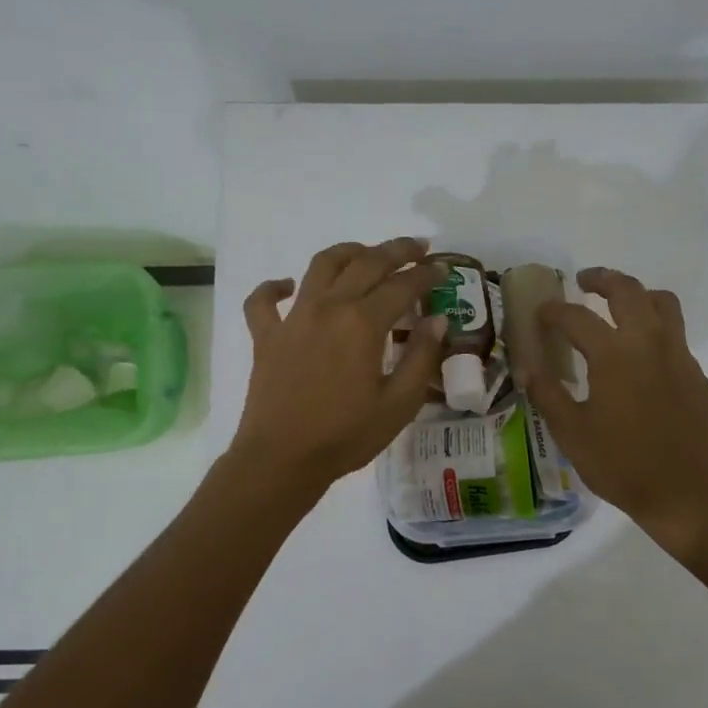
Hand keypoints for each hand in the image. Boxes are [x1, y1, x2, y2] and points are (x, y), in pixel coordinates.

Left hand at [229, 238, 446, 494]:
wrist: (282, 459)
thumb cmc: (346, 436)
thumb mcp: (399, 404)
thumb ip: (422, 357)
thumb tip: (437, 319)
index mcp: (363, 323)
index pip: (402, 285)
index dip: (427, 275)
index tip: (443, 269)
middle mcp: (328, 308)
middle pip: (366, 262)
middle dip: (396, 250)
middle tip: (417, 248)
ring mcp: (293, 318)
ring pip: (321, 266)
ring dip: (348, 252)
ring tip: (366, 253)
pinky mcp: (266, 336)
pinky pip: (263, 300)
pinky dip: (275, 287)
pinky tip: (288, 286)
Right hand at [524, 267, 707, 558]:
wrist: (686, 493)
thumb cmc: (621, 464)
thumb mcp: (571, 432)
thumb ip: (547, 394)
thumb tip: (526, 367)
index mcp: (614, 354)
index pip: (577, 316)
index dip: (554, 311)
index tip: (541, 312)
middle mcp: (650, 343)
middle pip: (628, 291)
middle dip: (603, 278)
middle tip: (584, 282)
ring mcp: (679, 357)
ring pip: (663, 304)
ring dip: (638, 295)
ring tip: (619, 305)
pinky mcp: (697, 376)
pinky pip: (676, 338)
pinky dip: (655, 332)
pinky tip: (642, 360)